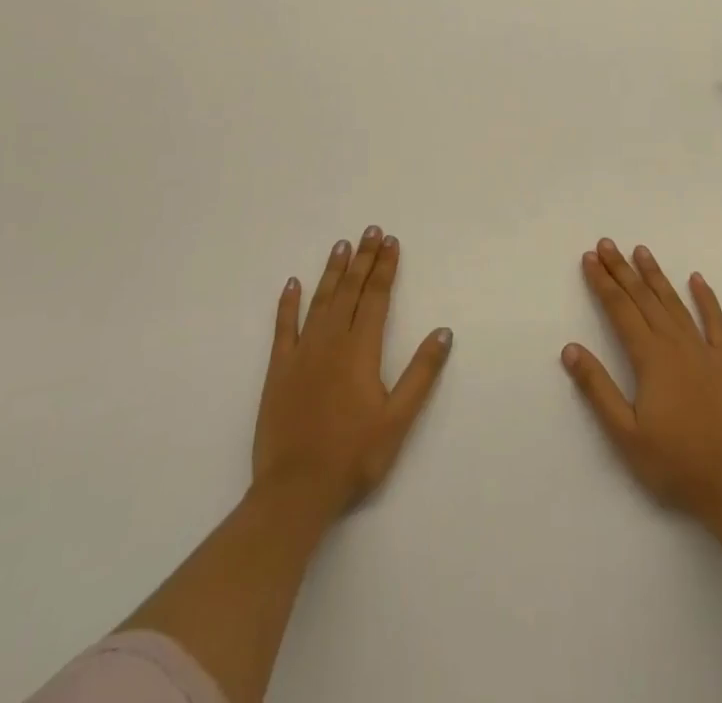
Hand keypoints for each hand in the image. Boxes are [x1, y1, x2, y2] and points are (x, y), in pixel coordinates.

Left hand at [254, 227, 452, 522]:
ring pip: (320, 300)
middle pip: (350, 290)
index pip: (376, 296)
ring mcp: (302, 353)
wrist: (295, 490)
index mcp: (361, 350)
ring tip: (341, 245)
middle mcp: (331, 341)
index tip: (390, 241)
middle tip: (370, 230)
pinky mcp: (278, 370)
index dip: (384, 267)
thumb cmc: (353, 456)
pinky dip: (288, 303)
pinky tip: (293, 284)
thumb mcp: (398, 419)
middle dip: (363, 258)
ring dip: (332, 271)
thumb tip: (443, 331)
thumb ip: (421, 373)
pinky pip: (283, 327)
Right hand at [562, 238, 721, 519]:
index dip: (602, 283)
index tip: (589, 258)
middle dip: (622, 270)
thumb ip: (597, 388)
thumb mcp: (625, 434)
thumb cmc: (674, 464)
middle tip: (606, 243)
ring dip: (656, 276)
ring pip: (674, 303)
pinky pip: (715, 322)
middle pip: (643, 298)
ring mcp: (703, 351)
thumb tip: (570, 348)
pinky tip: (697, 279)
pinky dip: (706, 298)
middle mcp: (675, 344)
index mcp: (650, 358)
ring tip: (641, 251)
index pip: (620, 310)